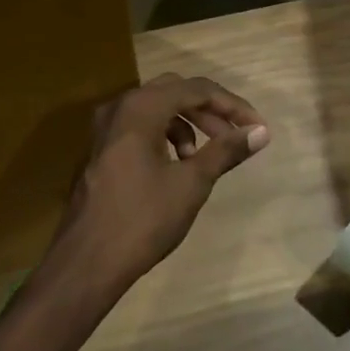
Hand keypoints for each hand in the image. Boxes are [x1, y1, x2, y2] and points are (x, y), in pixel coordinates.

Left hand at [52, 73, 268, 292]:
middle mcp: (119, 108)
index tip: (258, 127)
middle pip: (174, 92)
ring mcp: (105, 129)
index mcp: (141, 108)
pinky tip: (177, 166)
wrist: (89, 260)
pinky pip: (140, 129)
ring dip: (187, 125)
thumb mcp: (191, 183)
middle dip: (209, 111)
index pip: (196, 89)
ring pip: (156, 110)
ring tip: (203, 157)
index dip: (232, 105)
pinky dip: (164, 137)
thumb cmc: (144, 219)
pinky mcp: (101, 150)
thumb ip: (225, 151)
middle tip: (234, 137)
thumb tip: (260, 132)